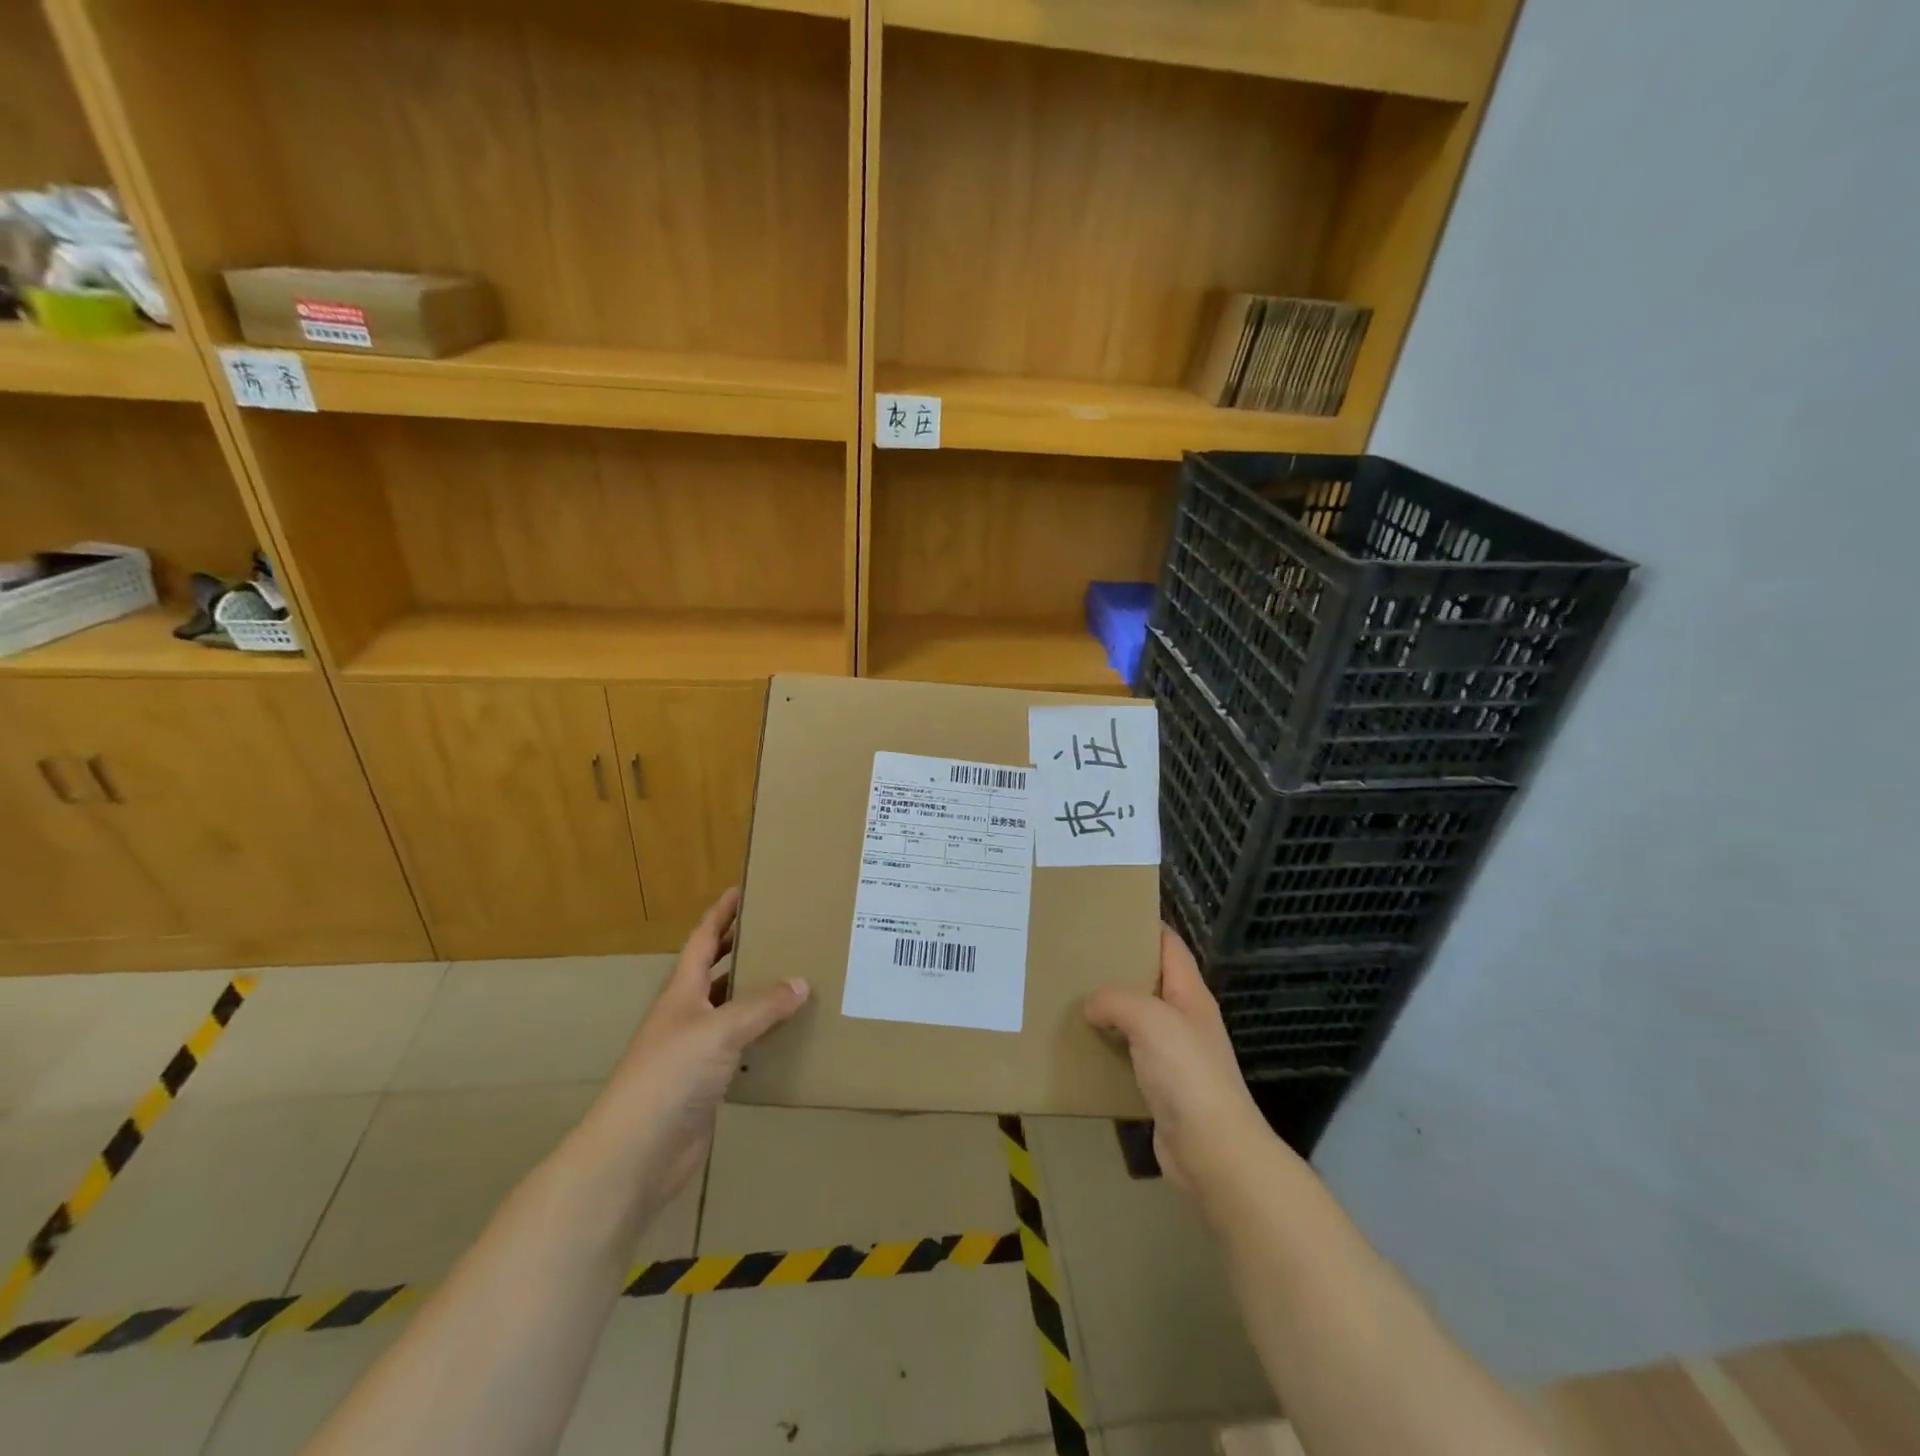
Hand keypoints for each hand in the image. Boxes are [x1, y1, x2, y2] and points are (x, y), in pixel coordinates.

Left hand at [589, 888, 808, 1212]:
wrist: (635, 1154)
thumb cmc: (670, 1077)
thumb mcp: (720, 1031)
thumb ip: (761, 1006)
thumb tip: (801, 982)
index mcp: (682, 991)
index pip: (703, 939)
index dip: (721, 914)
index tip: (744, 890)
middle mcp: (686, 1014)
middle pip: (715, 971)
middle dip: (741, 949)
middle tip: (780, 931)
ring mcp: (694, 1051)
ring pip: (730, 1010)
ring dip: (756, 994)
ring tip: (796, 978)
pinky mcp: (706, 1083)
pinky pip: (740, 1049)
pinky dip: (762, 1038)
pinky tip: (789, 1036)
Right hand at [1085, 925, 1274, 1198]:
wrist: (1213, 1152)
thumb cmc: (1188, 1074)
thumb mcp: (1150, 1020)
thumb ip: (1117, 1000)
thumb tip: (1091, 1004)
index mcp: (1190, 994)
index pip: (1169, 945)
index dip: (1144, 925)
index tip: (1107, 913)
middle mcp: (1184, 1020)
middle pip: (1149, 981)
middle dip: (1116, 967)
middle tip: (1075, 955)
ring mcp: (1174, 1056)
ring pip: (1135, 1021)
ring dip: (1108, 1011)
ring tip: (1069, 997)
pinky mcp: (1160, 1088)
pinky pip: (1128, 1057)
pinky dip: (1106, 1049)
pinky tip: (1080, 1047)